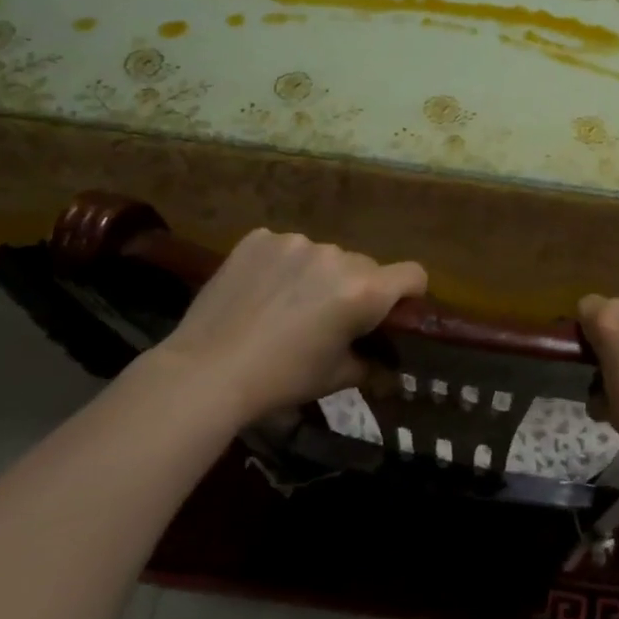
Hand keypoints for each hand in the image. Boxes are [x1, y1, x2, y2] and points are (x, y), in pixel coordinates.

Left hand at [154, 229, 425, 422]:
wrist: (204, 372)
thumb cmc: (280, 380)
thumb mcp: (335, 378)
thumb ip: (369, 361)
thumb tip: (383, 360)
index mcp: (364, 291)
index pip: (413, 274)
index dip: (410, 294)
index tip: (392, 312)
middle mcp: (337, 257)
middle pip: (365, 266)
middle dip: (355, 288)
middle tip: (327, 319)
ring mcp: (296, 242)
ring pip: (324, 256)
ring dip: (317, 275)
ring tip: (284, 306)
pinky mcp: (260, 238)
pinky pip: (285, 248)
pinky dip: (281, 266)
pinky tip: (259, 292)